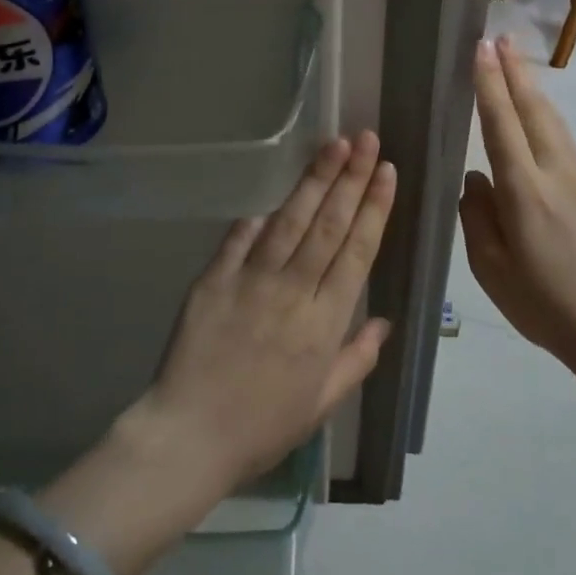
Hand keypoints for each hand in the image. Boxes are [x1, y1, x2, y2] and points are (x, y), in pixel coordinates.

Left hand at [139, 133, 395, 489]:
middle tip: (367, 138)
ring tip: (334, 145)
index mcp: (324, 321)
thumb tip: (384, 322)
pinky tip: (273, 196)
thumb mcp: (322, 403)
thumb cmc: (262, 426)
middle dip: (351, 177)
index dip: (374, 207)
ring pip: (290, 221)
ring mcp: (250, 281)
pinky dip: (257, 218)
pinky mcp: (213, 279)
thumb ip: (356, 359)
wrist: (189, 436)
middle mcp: (292, 291)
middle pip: (329, 224)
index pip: (357, 251)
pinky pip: (239, 239)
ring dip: (314, 180)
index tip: (387, 171)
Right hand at [458, 36, 575, 368]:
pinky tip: (539, 110)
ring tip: (517, 59)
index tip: (480, 50)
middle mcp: (554, 173)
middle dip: (514, 71)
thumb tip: (475, 178)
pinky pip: (562, 138)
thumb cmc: (543, 303)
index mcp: (524, 192)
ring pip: (552, 120)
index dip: (489, 85)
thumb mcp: (491, 268)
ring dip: (533, 86)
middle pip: (533, 110)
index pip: (501, 125)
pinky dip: (545, 113)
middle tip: (500, 37)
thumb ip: (476, 217)